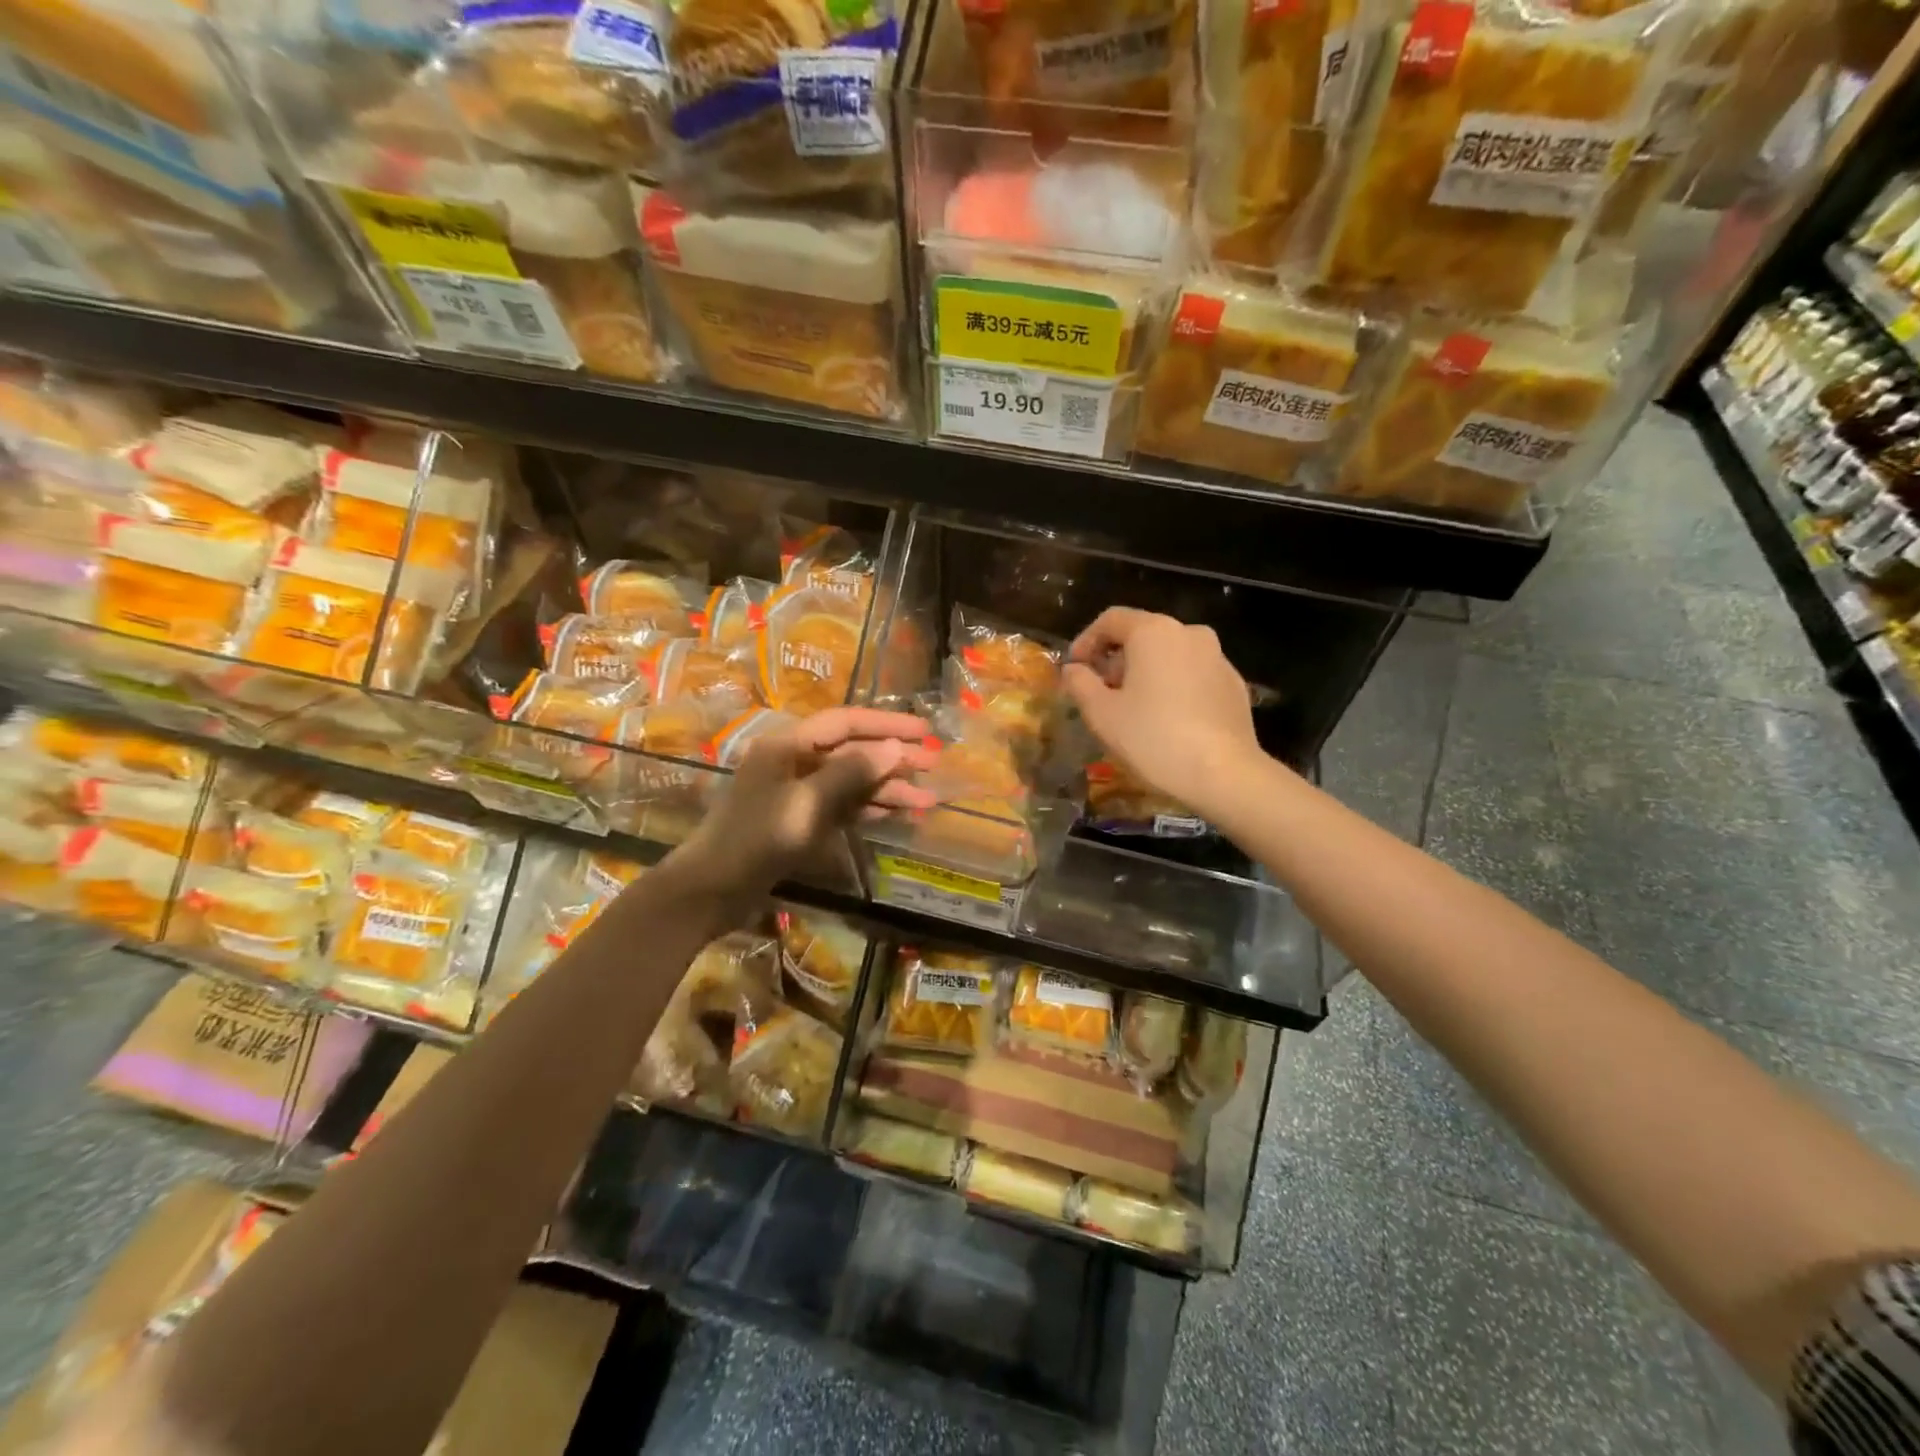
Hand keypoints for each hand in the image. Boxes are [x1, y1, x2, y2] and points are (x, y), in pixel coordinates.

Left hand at [674, 707, 935, 904]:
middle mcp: (795, 761)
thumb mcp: (806, 803)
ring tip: (928, 799)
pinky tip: (899, 814)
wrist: (713, 890)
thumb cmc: (755, 838)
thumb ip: (851, 773)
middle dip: (894, 758)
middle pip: (852, 751)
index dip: (887, 725)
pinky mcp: (802, 820)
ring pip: (852, 782)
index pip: (846, 722)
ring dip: (888, 789)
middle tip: (934, 765)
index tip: (924, 733)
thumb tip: (894, 748)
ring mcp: (798, 792)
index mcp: (788, 744)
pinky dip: (870, 809)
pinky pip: (843, 806)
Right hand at [1063, 608, 1263, 816]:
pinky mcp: (1233, 683)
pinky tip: (1167, 718)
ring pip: (1170, 654)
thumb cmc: (1153, 738)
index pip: (1111, 619)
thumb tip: (1073, 669)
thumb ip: (1080, 683)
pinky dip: (1173, 686)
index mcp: (1153, 632)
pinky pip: (1193, 674)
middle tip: (1100, 692)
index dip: (1086, 640)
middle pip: (1142, 634)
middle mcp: (1189, 633)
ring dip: (1145, 672)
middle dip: (1116, 659)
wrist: (1224, 773)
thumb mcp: (1101, 714)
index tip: (1074, 668)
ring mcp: (1217, 657)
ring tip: (1133, 708)